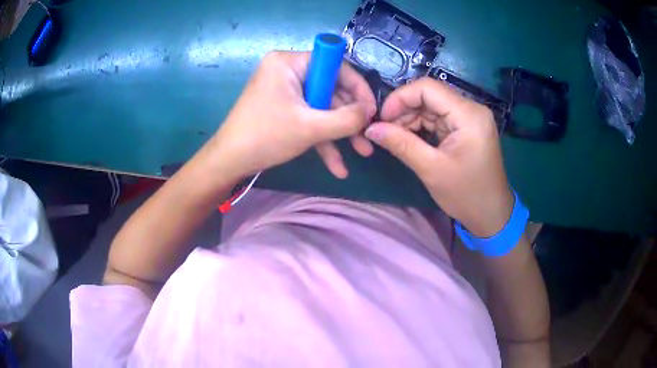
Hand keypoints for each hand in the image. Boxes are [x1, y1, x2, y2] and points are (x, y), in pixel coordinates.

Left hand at [210, 51, 376, 179]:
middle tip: (368, 136)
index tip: (372, 110)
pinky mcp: (283, 109)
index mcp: (289, 63)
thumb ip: (347, 119)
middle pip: (331, 88)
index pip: (335, 65)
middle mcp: (287, 71)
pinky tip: (338, 165)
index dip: (357, 87)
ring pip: (322, 107)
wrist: (229, 163)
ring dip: (340, 132)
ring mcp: (285, 91)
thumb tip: (371, 112)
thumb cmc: (266, 137)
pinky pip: (308, 118)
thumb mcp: (310, 127)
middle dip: (350, 117)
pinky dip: (322, 139)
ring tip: (363, 152)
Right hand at [364, 77, 513, 237]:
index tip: (382, 119)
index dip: (400, 98)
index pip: (428, 88)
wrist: (492, 214)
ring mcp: (470, 117)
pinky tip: (410, 139)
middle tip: (386, 131)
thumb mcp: (431, 169)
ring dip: (411, 119)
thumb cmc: (466, 195)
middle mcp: (471, 109)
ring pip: (432, 106)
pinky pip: (439, 118)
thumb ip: (400, 144)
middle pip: (430, 95)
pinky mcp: (467, 127)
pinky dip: (422, 126)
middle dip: (404, 110)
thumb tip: (370, 129)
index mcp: (468, 115)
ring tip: (396, 138)